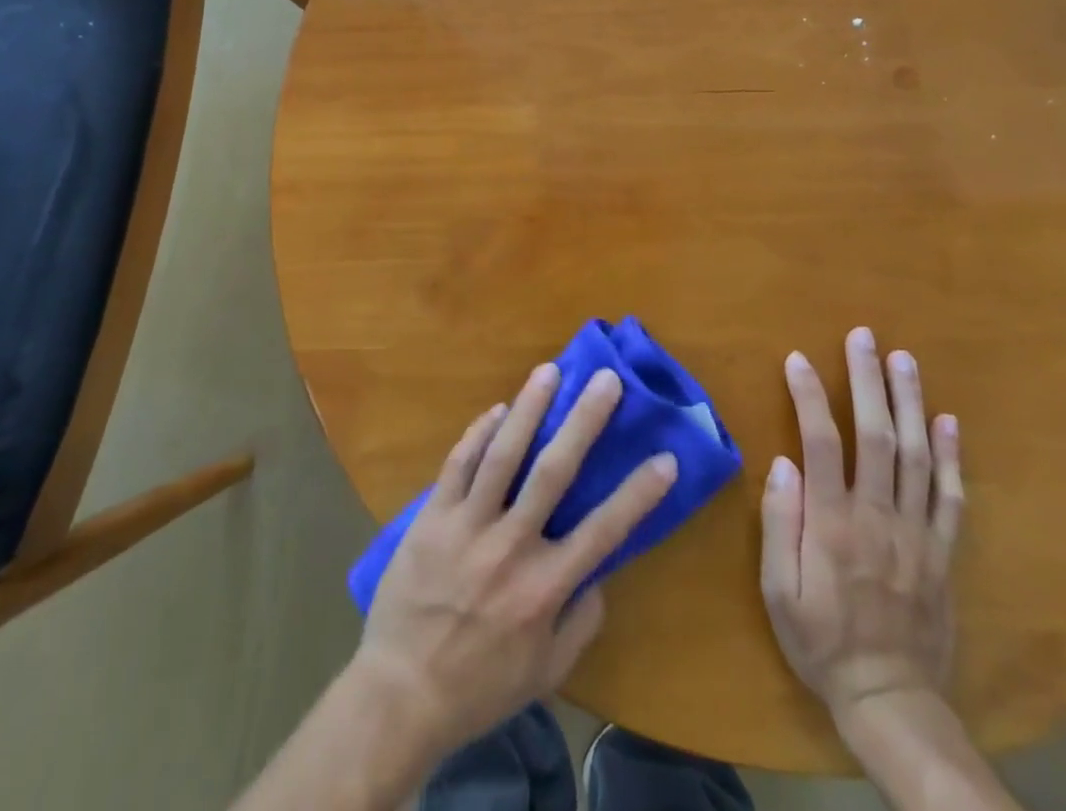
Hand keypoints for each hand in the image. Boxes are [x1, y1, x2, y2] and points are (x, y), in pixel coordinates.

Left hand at [351, 361, 679, 755]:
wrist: (399, 694)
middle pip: (554, 472)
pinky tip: (497, 410)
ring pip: (503, 454)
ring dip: (529, 408)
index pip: (603, 530)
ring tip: (549, 371)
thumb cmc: (479, 687)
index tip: (666, 457)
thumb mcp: (544, 673)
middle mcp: (510, 546)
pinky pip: (458, 464)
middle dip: (584, 421)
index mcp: (545, 588)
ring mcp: (467, 526)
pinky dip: (478, 434)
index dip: (638, 493)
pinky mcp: (432, 517)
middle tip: (605, 379)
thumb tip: (600, 573)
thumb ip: (580, 623)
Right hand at [760, 328, 964, 716]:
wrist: (891, 701)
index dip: (810, 396)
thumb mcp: (778, 592)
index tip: (798, 358)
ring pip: (917, 455)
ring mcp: (917, 533)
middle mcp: (878, 517)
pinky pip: (951, 497)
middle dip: (869, 381)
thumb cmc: (821, 641)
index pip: (822, 443)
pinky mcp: (943, 552)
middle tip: (864, 336)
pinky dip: (951, 456)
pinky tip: (948, 421)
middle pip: (877, 436)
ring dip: (910, 402)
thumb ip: (780, 524)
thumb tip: (783, 462)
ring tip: (903, 359)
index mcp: (833, 524)